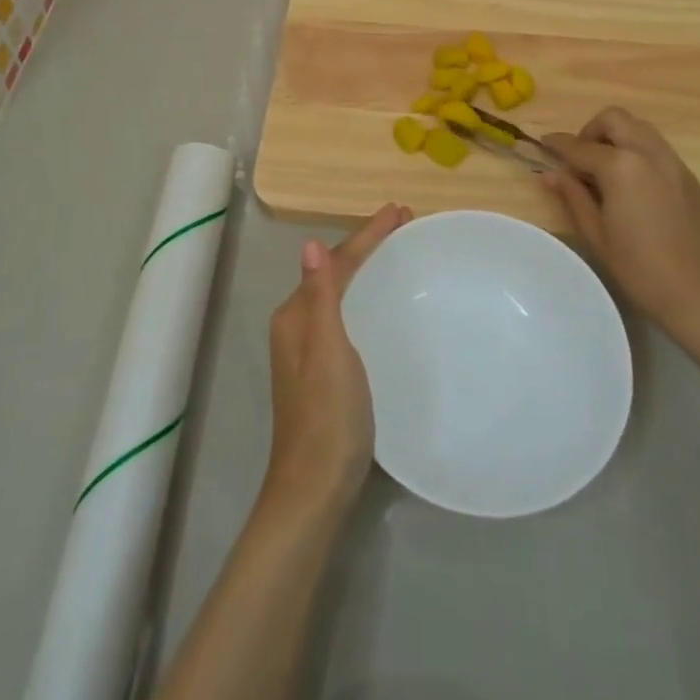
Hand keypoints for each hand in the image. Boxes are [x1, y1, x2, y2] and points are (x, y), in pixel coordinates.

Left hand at [261, 203, 410, 519]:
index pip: (334, 262)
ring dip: (366, 268)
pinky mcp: (323, 369)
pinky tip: (381, 302)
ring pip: (340, 293)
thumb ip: (321, 298)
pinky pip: (346, 314)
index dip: (366, 236)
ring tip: (397, 252)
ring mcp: (308, 348)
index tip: (399, 212)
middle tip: (404, 226)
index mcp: (296, 316)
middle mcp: (297, 325)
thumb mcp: (327, 352)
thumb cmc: (326, 416)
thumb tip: (309, 243)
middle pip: (335, 272)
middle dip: (367, 246)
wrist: (314, 487)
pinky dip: (364, 296)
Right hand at [540, 108, 699, 336]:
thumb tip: (550, 174)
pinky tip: (636, 188)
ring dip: (618, 137)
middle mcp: (649, 154)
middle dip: (592, 130)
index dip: (557, 144)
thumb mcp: (596, 234)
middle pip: (615, 119)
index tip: (544, 144)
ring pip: (641, 129)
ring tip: (607, 169)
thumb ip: (573, 196)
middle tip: (581, 158)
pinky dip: (640, 155)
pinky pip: (660, 151)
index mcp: (621, 167)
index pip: (580, 147)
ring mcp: (675, 164)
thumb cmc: (639, 268)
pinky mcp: (692, 180)